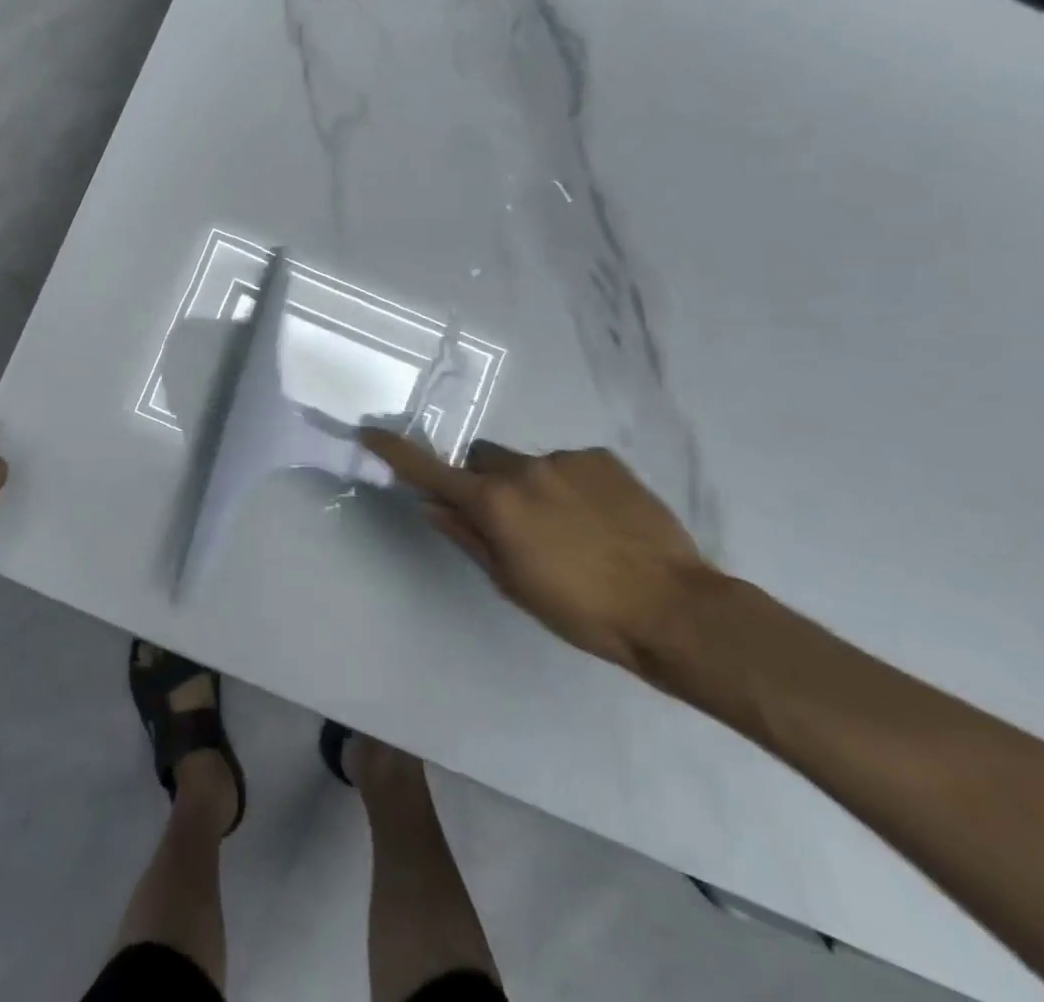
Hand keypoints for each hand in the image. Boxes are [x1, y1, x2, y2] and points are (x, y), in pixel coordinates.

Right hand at [361, 431, 710, 671]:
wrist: (674, 608)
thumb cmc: (582, 610)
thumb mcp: (513, 583)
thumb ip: (467, 538)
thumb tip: (432, 507)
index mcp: (494, 503)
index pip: (430, 471)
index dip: (396, 453)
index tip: (369, 433)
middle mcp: (523, 469)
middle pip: (482, 459)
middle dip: (484, 480)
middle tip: (509, 521)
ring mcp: (565, 459)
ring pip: (527, 464)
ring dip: (531, 486)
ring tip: (570, 530)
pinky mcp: (602, 458)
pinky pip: (569, 464)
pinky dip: (570, 485)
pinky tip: (599, 520)